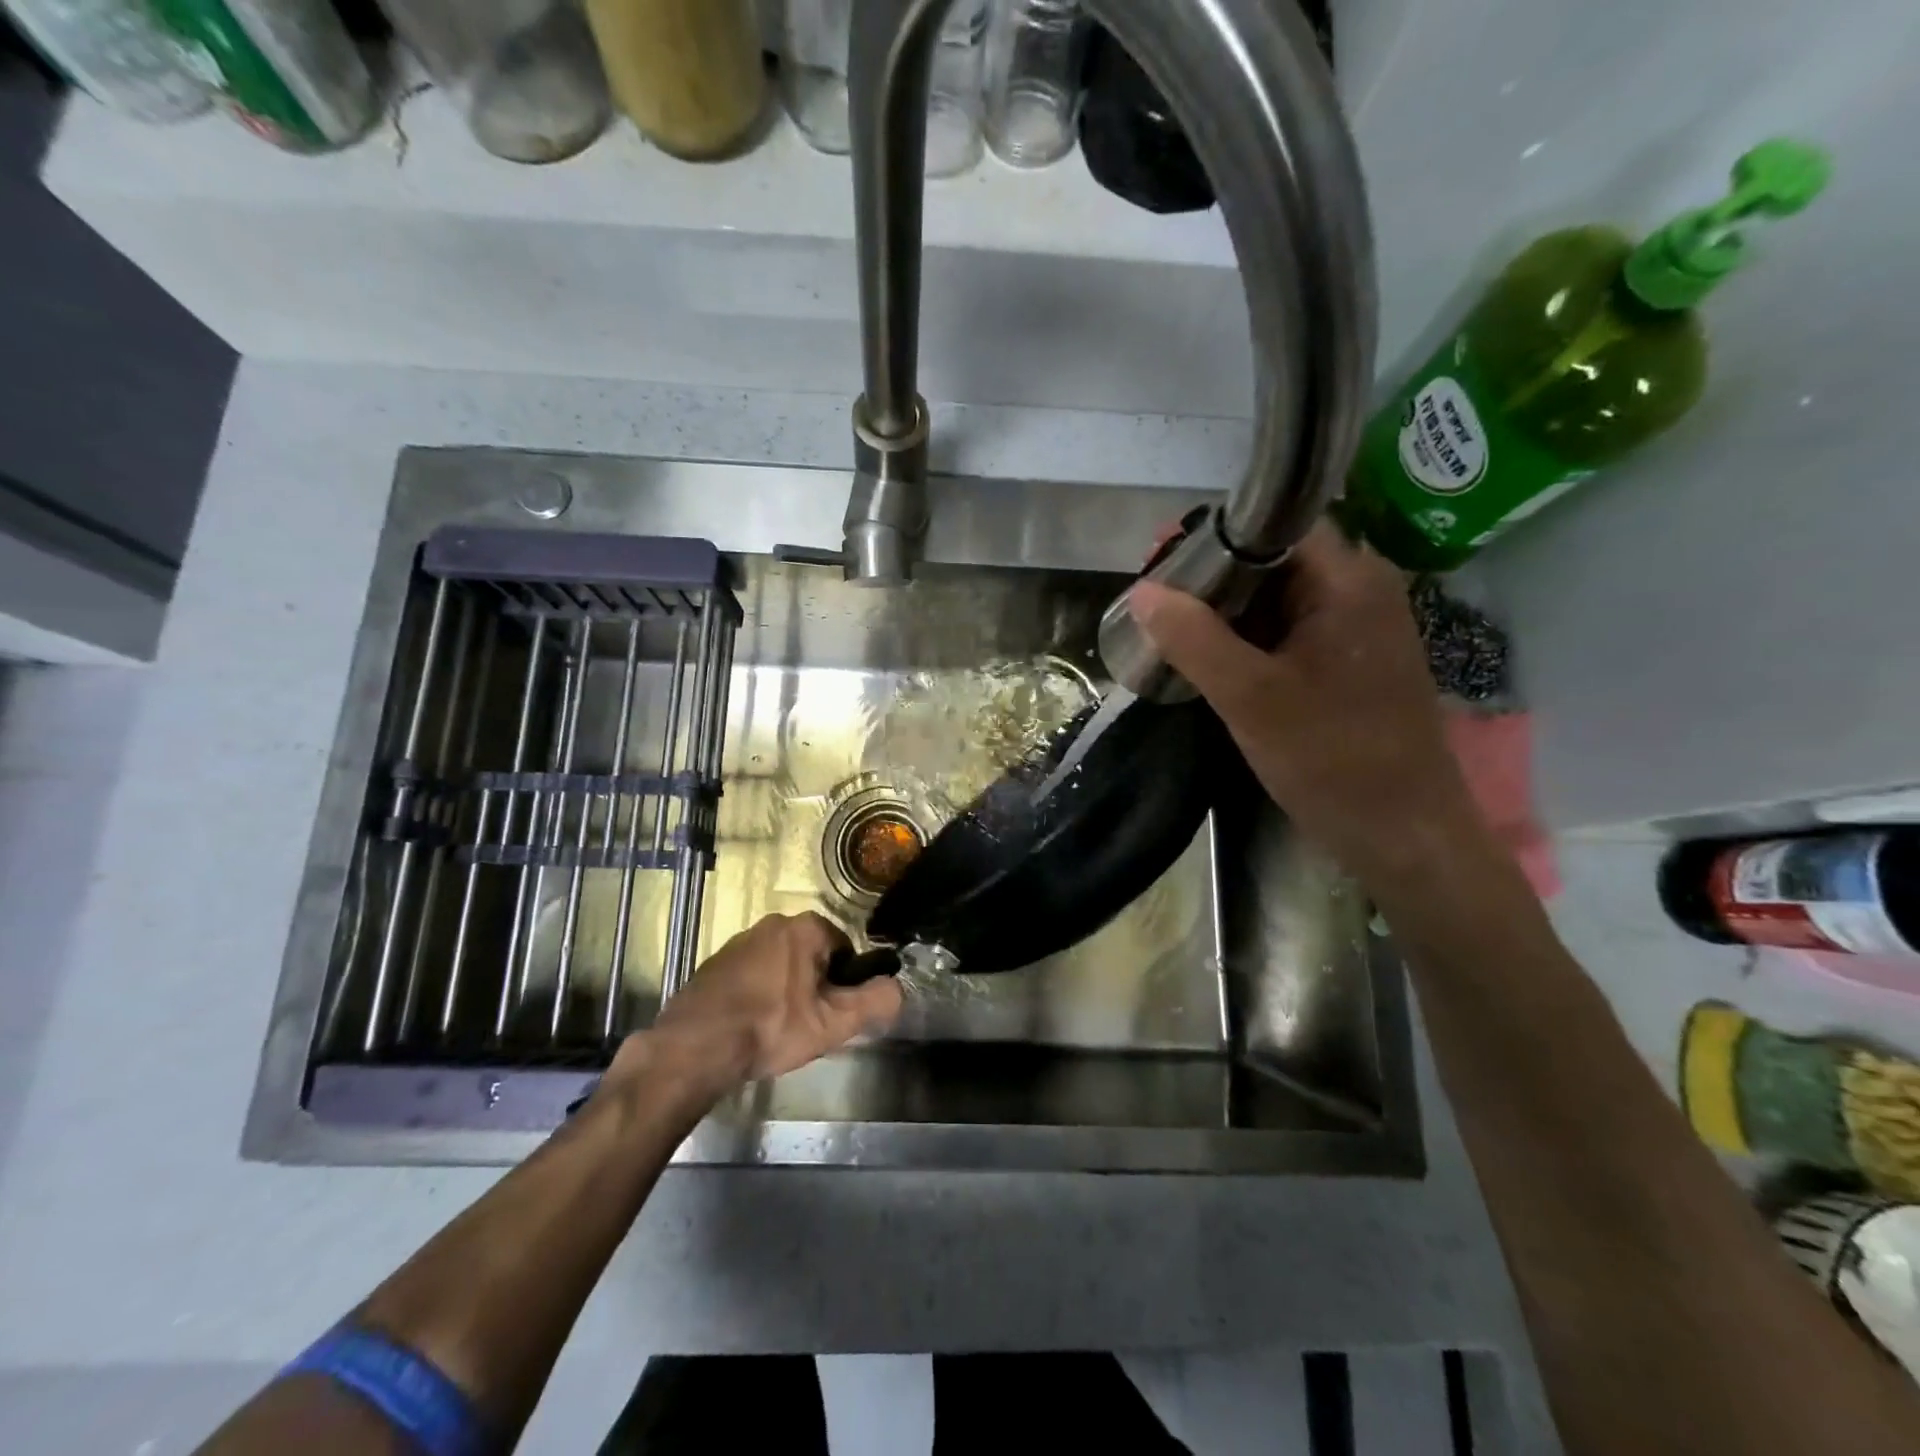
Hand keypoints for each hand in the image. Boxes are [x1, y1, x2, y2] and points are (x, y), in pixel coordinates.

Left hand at [619, 913, 902, 1100]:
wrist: (695, 1046)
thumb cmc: (772, 1028)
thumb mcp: (834, 1023)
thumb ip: (875, 1002)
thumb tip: (899, 988)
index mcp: (806, 928)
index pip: (844, 950)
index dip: (844, 985)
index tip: (831, 1014)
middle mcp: (773, 923)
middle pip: (812, 956)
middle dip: (814, 986)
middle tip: (806, 1025)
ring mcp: (740, 940)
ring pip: (781, 965)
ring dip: (785, 990)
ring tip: (776, 1029)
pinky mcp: (715, 962)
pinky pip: (752, 974)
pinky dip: (756, 994)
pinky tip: (749, 1026)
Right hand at [1130, 522, 1483, 883]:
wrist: (1402, 834)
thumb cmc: (1331, 758)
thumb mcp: (1250, 697)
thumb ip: (1193, 639)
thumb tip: (1142, 591)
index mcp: (1349, 580)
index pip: (1274, 526)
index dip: (1213, 537)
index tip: (1159, 560)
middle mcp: (1360, 591)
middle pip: (1275, 561)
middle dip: (1212, 580)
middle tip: (1155, 603)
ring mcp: (1359, 629)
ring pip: (1279, 600)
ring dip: (1227, 613)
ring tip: (1171, 630)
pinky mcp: (1350, 663)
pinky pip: (1290, 633)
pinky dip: (1249, 641)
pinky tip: (1211, 660)